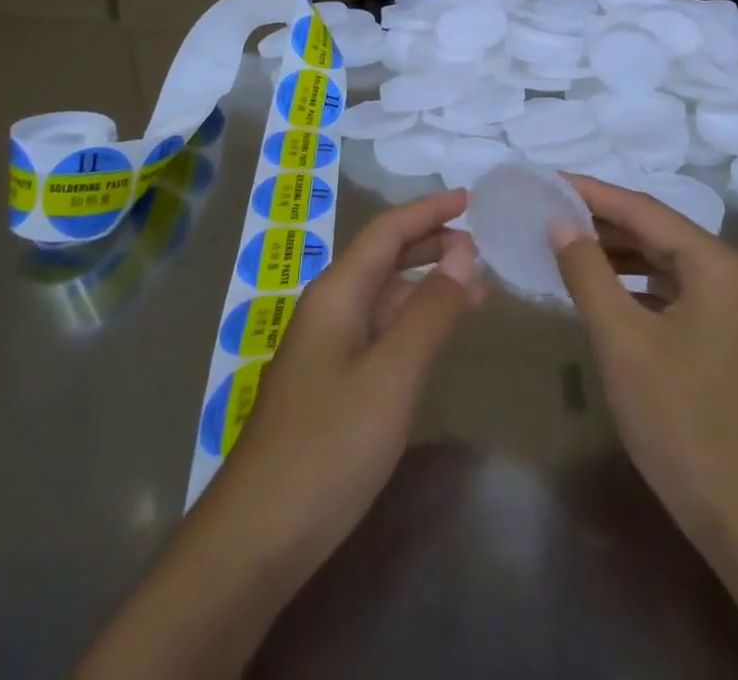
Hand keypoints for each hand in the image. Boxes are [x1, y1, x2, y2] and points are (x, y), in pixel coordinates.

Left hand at [210, 189, 485, 573]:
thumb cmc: (330, 445)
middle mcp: (328, 309)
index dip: (429, 210)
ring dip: (426, 284)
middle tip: (480, 245)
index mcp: (337, 293)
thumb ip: (430, 310)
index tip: (470, 199)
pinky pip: (379, 331)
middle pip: (383, 257)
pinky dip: (413, 321)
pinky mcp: (329, 383)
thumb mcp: (393, 374)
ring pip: (383, 296)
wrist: (257, 537)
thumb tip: (462, 253)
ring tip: (475, 288)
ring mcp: (325, 348)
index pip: (387, 230)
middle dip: (430, 243)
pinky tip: (436, 337)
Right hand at [552, 177, 737, 679]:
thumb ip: (587, 271)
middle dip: (601, 220)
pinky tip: (595, 285)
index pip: (644, 210)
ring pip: (659, 259)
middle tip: (548, 208)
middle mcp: (726, 272)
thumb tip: (558, 221)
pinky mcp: (716, 332)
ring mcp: (725, 304)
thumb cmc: (679, 417)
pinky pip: (665, 288)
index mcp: (715, 263)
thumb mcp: (622, 339)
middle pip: (654, 230)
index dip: (592, 193)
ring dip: (613, 250)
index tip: (548, 180)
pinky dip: (629, 282)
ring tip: (562, 241)